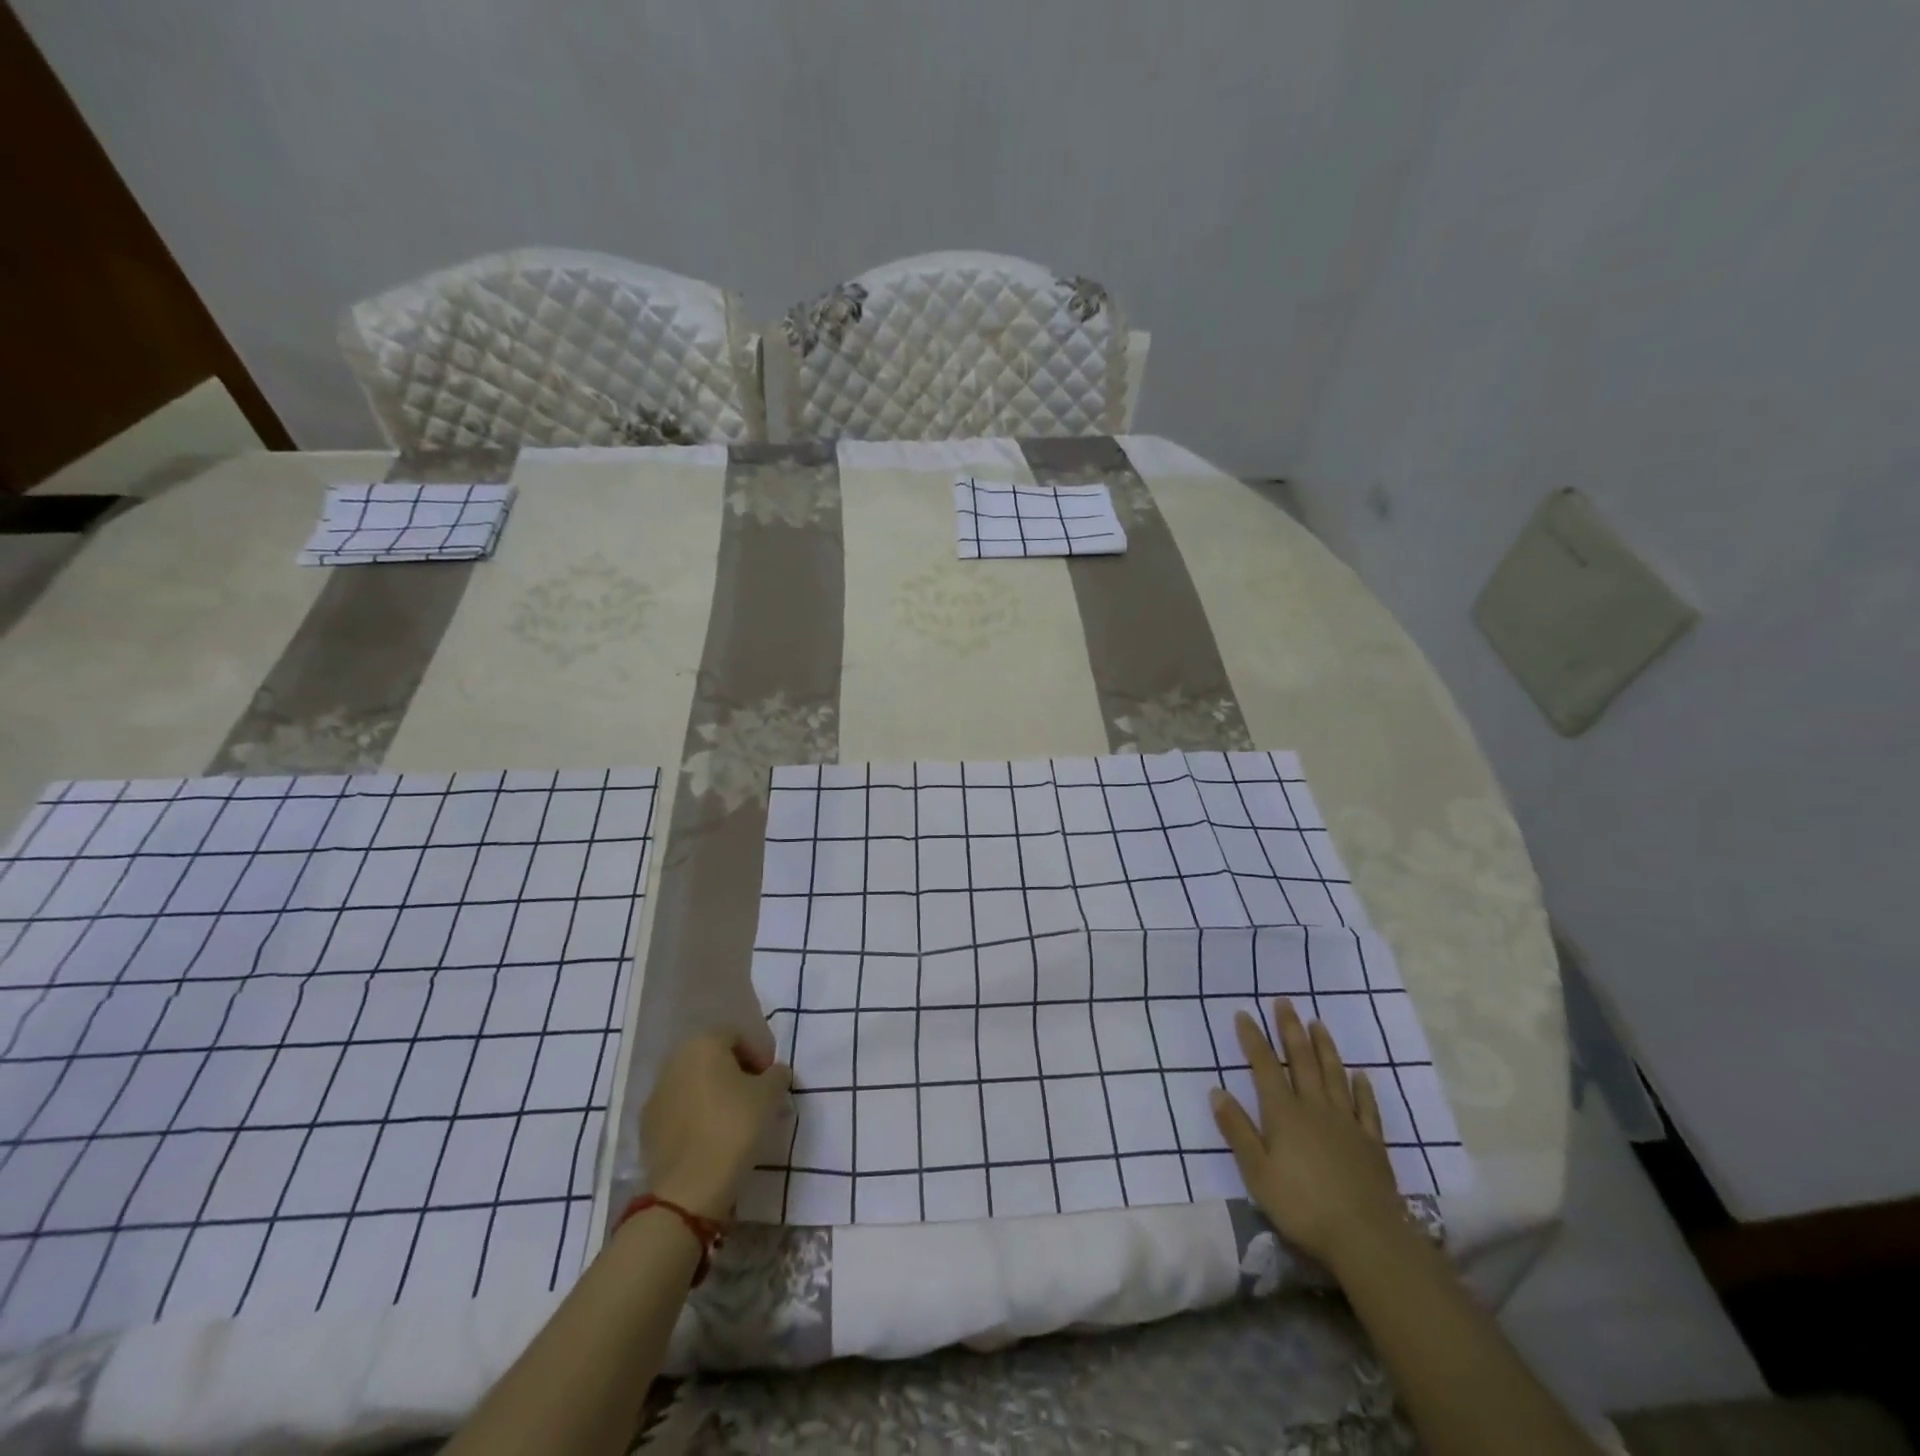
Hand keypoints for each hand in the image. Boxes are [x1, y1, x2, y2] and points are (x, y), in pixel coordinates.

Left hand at [641, 1028, 791, 1219]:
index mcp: (703, 1044)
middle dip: (736, 1072)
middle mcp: (674, 1061)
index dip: (759, 1053)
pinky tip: (711, 1138)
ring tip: (734, 1120)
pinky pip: (679, 1110)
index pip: (737, 1035)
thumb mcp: (770, 1095)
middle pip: (712, 1057)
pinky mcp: (647, 1127)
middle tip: (756, 1097)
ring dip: (714, 1094)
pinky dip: (696, 1116)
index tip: (771, 1080)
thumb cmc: (734, 1127)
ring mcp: (656, 1094)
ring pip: (694, 1083)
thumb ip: (777, 1074)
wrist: (688, 1189)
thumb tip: (774, 1073)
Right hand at [1212, 997, 1408, 1268]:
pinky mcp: (1371, 1143)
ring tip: (1317, 1023)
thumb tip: (1216, 1091)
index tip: (1244, 1014)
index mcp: (1283, 1113)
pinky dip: (1362, 1087)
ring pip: (1334, 1075)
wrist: (1365, 1237)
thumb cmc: (1302, 1205)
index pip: (1264, 1066)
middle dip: (1290, 1029)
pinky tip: (1360, 1074)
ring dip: (1324, 1047)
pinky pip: (1366, 1107)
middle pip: (1301, 1060)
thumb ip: (1237, 1130)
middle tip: (1285, 1002)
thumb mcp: (1257, 1172)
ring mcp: (1346, 1122)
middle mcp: (1314, 1108)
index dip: (1253, 1039)